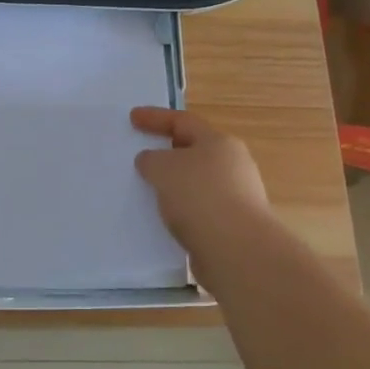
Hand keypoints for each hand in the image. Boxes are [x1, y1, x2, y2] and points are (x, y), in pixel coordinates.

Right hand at [131, 107, 274, 256]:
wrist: (237, 250)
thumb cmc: (200, 196)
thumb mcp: (163, 168)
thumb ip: (151, 160)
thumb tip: (151, 161)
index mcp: (219, 142)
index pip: (183, 121)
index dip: (155, 118)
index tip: (132, 117)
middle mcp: (233, 165)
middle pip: (194, 151)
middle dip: (168, 152)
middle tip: (143, 156)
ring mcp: (236, 197)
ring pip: (196, 182)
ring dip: (174, 185)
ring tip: (148, 191)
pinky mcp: (232, 226)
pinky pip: (199, 209)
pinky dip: (181, 210)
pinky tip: (164, 219)